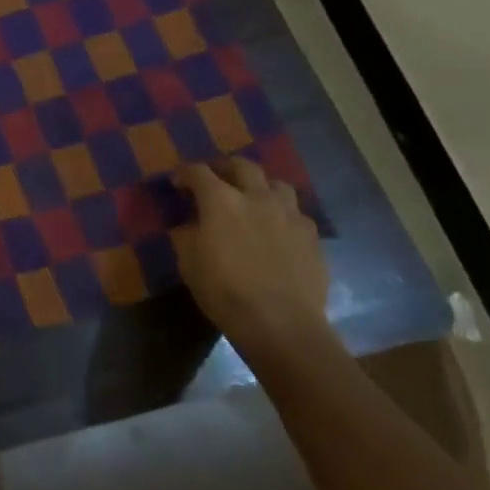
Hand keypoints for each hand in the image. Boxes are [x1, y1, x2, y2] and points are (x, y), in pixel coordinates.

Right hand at [175, 158, 336, 367]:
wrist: (280, 323)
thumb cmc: (224, 291)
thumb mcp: (189, 262)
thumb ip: (187, 234)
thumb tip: (191, 224)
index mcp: (221, 201)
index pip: (198, 172)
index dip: (185, 173)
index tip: (177, 183)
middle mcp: (257, 198)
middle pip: (242, 165)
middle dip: (224, 167)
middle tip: (215, 179)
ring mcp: (289, 215)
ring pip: (277, 183)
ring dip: (260, 185)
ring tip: (252, 198)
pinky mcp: (312, 236)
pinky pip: (296, 213)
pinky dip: (282, 213)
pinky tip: (276, 228)